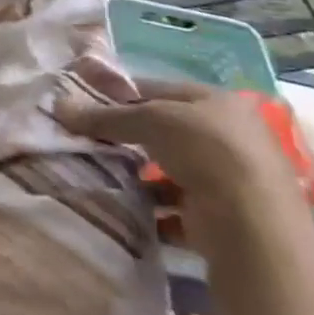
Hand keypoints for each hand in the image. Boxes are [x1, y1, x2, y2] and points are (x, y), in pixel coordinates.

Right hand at [55, 58, 307, 246]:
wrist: (254, 224)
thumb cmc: (205, 151)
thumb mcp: (149, 120)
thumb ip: (105, 115)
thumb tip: (59, 106)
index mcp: (218, 102)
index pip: (159, 90)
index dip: (122, 95)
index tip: (86, 106)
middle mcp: (230, 136)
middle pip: (166, 131)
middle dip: (130, 138)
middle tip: (92, 141)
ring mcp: (231, 178)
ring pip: (172, 169)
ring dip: (141, 175)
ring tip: (104, 175)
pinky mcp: (226, 216)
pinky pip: (178, 206)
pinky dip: (154, 208)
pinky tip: (128, 208)